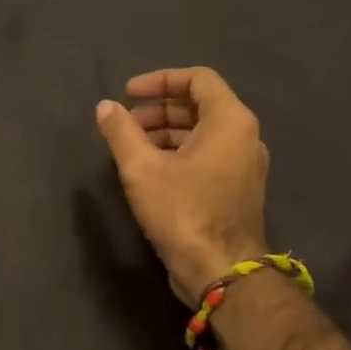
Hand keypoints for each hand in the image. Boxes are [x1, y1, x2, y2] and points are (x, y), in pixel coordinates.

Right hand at [95, 67, 270, 304]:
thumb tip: (105, 107)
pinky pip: (208, 155)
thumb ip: (121, 132)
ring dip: (165, 132)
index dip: (159, 80)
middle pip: (200, 105)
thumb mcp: (142, 169)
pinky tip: (150, 171)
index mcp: (230, 121)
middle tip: (125, 123)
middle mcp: (245, 136)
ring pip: (203, 133)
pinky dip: (179, 153)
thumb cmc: (183, 211)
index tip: (129, 94)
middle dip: (159, 109)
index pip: (198, 78)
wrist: (221, 271)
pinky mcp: (238, 189)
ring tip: (131, 148)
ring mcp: (245, 165)